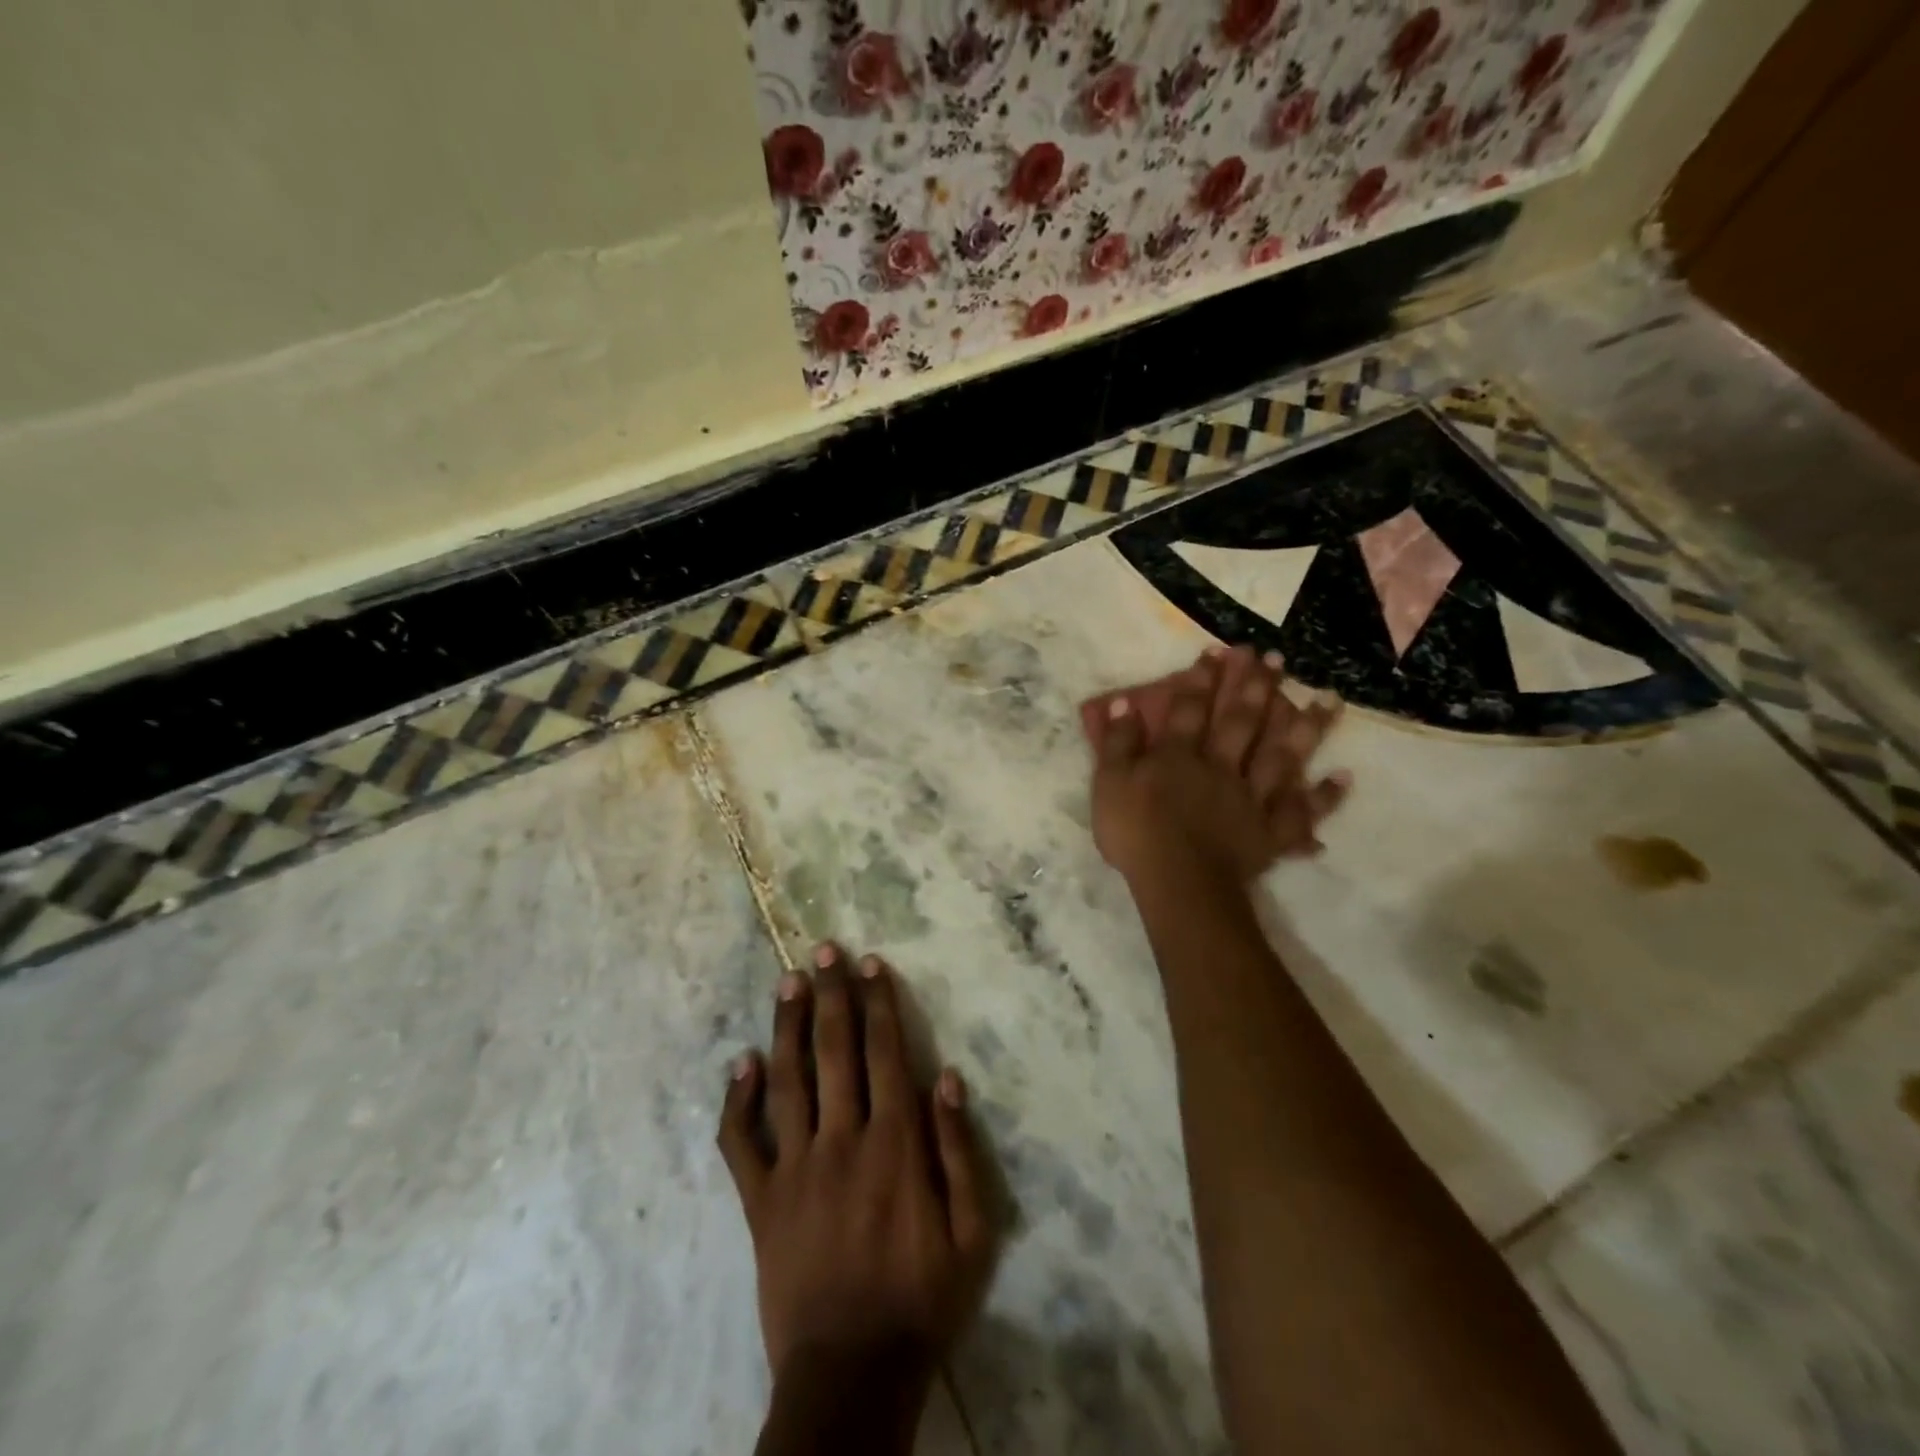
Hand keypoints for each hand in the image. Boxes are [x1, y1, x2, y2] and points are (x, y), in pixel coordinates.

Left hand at [717, 944, 996, 1400]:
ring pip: (788, 1080)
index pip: (885, 1053)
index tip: (870, 964)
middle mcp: (843, 1139)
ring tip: (787, 981)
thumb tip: (946, 1076)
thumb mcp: (973, 1233)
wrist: (851, 1376)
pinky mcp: (761, 1201)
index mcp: (895, 1143)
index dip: (878, 1003)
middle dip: (831, 995)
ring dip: (787, 1026)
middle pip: (835, 1051)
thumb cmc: (922, 1299)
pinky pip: (741, 1144)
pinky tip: (740, 1062)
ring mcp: (795, 1168)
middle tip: (823, 950)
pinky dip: (737, 1102)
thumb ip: (959, 1150)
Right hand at [1089, 645, 1350, 883]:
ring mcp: (1251, 798)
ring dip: (1306, 727)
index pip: (1191, 709)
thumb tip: (1122, 703)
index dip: (1202, 679)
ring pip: (1282, 757)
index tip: (1218, 651)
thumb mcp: (1109, 784)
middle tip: (1276, 658)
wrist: (1178, 883)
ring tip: (1328, 699)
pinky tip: (1343, 777)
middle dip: (1257, 687)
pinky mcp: (1270, 832)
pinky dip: (1324, 797)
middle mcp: (1221, 767)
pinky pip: (1301, 812)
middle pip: (1241, 722)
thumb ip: (1117, 743)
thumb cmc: (1136, 833)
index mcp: (1180, 756)